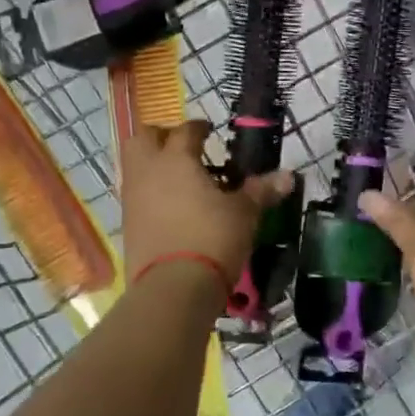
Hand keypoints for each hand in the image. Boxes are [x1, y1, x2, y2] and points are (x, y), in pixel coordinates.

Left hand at [121, 121, 292, 283]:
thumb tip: (287, 176)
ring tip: (179, 177)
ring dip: (152, 163)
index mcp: (177, 159)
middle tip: (183, 146)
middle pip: (143, 137)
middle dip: (161, 135)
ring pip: (134, 165)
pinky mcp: (127, 224)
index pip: (185, 131)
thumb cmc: (212, 238)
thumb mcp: (244, 213)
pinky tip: (171, 205)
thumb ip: (261, 190)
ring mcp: (133, 198)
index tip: (209, 131)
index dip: (199, 127)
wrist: (173, 287)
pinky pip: (136, 194)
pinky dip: (150, 190)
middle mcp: (148, 171)